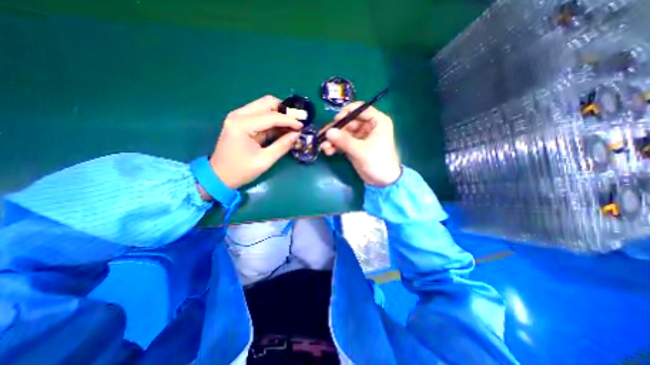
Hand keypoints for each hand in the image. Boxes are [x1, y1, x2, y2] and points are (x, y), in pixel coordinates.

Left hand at [207, 94, 303, 190]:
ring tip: (292, 126)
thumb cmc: (240, 171)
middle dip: (285, 111)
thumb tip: (297, 134)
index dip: (289, 120)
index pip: (271, 116)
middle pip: (267, 102)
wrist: (218, 176)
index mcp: (242, 124)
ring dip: (280, 114)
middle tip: (296, 123)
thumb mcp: (264, 161)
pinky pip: (261, 114)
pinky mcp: (241, 121)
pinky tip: (282, 129)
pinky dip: (273, 120)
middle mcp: (239, 115)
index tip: (302, 126)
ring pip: (264, 106)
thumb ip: (282, 146)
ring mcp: (239, 116)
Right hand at [320, 103, 401, 186]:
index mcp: (377, 122)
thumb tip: (328, 132)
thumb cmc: (378, 162)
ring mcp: (361, 137)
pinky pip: (343, 142)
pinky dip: (336, 146)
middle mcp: (369, 126)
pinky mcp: (355, 146)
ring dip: (334, 139)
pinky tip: (328, 151)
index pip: (361, 109)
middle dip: (336, 130)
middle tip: (324, 136)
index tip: (336, 120)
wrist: (382, 181)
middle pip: (349, 122)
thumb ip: (344, 141)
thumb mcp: (361, 151)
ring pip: (344, 132)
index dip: (347, 112)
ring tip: (324, 147)